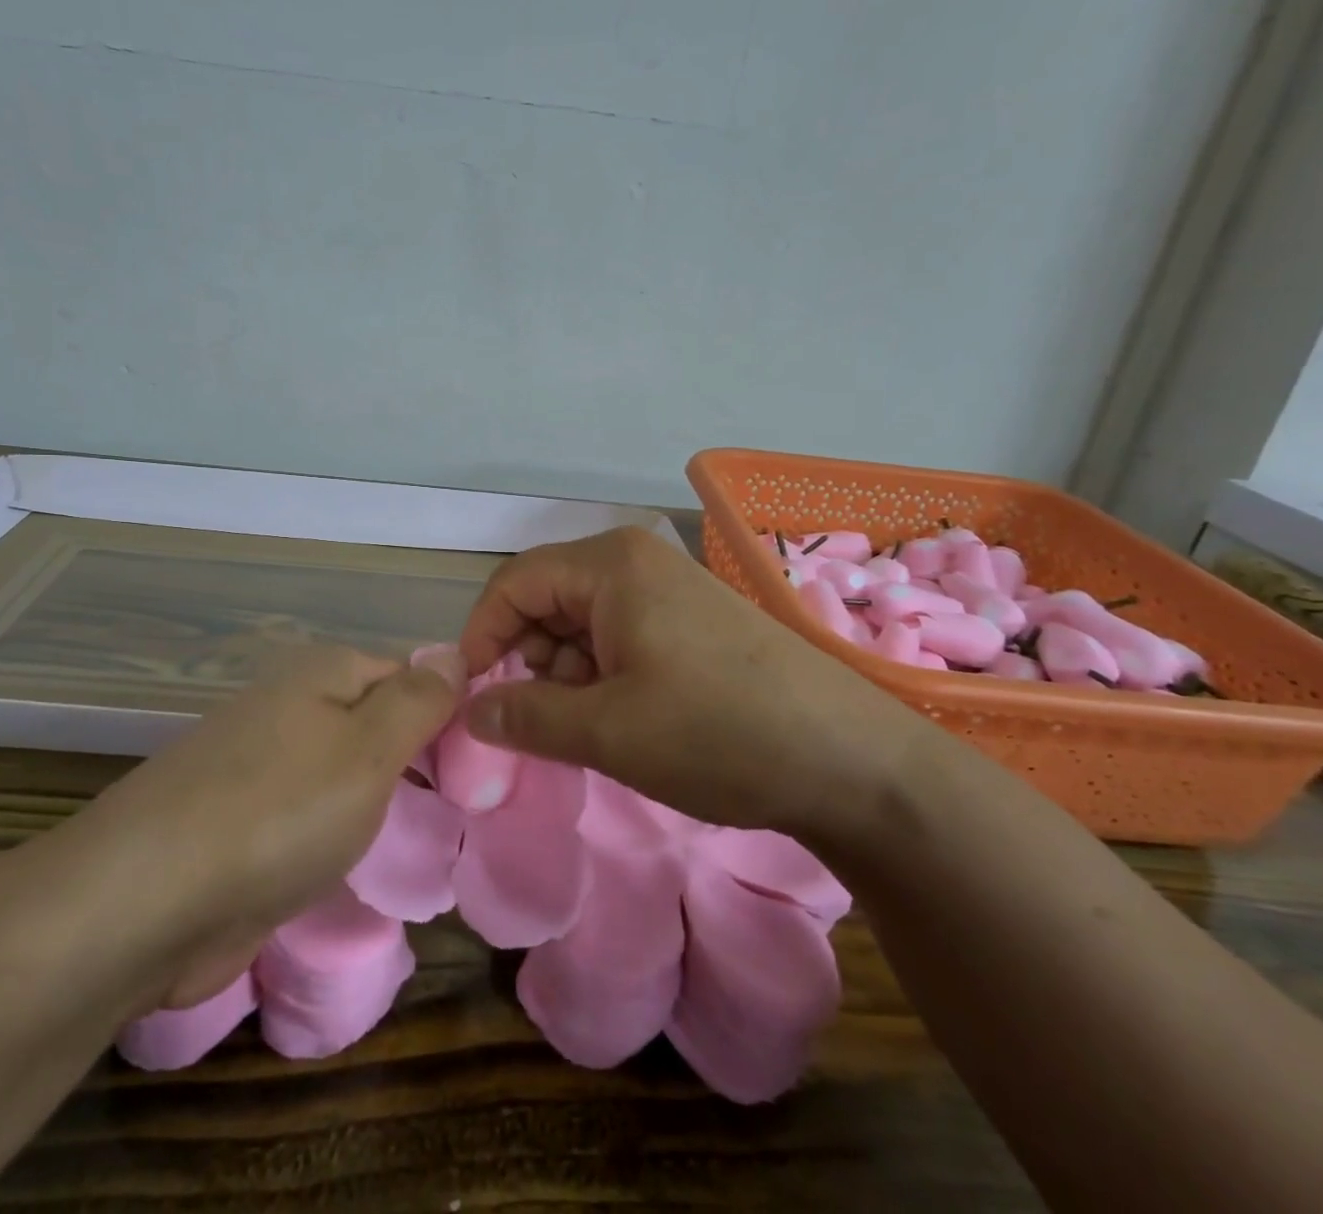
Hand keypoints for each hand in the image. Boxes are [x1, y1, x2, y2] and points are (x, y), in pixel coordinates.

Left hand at [93, 644, 464, 977]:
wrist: (144, 904)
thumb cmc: (279, 811)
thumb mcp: (370, 747)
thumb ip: (419, 699)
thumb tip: (454, 652)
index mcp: (322, 674)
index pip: (407, 674)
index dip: (446, 712)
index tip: (479, 765)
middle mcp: (289, 707)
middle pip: (374, 721)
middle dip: (413, 762)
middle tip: (459, 810)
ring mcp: (259, 766)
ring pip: (342, 772)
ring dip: (376, 803)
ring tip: (422, 841)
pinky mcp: (238, 823)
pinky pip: (309, 817)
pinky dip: (335, 837)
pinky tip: (354, 865)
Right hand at [457, 528, 930, 845]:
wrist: (852, 761)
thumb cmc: (718, 733)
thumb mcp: (607, 731)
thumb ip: (525, 716)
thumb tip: (470, 711)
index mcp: (610, 565)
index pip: (513, 583)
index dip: (482, 637)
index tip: (472, 696)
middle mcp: (637, 560)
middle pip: (548, 599)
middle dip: (531, 660)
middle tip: (544, 722)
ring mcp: (671, 587)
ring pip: (583, 622)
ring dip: (570, 674)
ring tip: (597, 727)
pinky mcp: (694, 619)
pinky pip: (622, 634)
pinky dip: (606, 674)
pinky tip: (631, 718)